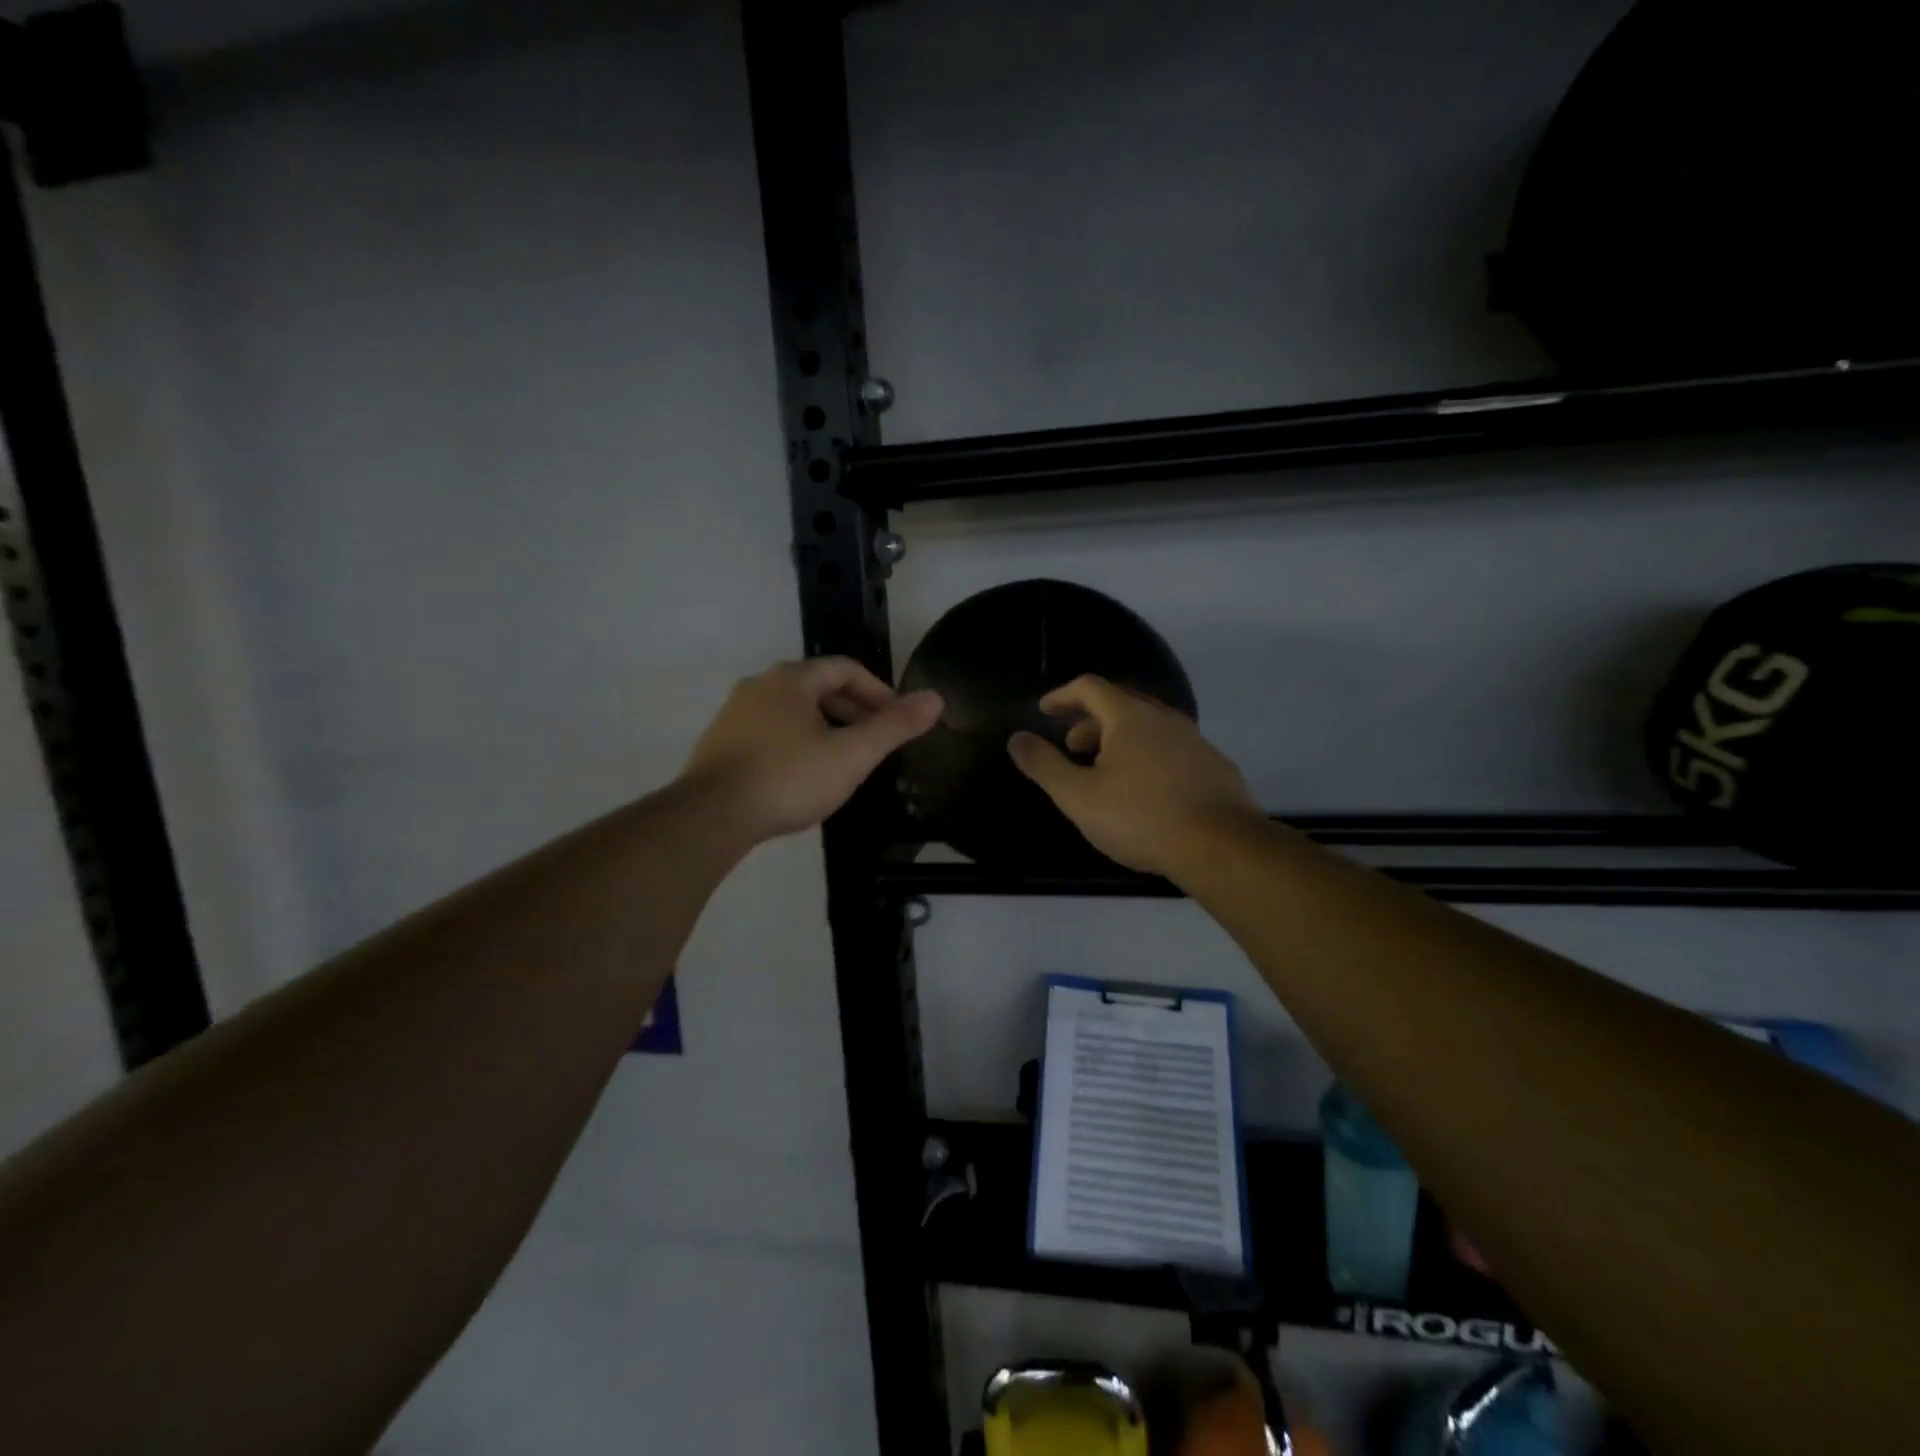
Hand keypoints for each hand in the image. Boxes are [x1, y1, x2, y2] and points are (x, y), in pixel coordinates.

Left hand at [682, 658, 941, 844]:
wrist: (711, 816)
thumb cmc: (788, 778)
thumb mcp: (851, 754)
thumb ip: (895, 726)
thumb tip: (936, 699)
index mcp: (792, 679)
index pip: (846, 669)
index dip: (879, 691)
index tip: (898, 719)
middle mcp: (760, 685)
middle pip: (819, 687)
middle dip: (854, 710)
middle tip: (877, 741)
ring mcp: (735, 714)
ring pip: (794, 711)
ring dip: (827, 727)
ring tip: (847, 760)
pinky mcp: (721, 743)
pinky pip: (772, 731)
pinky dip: (799, 742)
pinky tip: (806, 775)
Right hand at [1007, 675, 1259, 876]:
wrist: (1220, 846)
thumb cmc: (1140, 817)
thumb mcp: (1079, 796)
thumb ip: (1044, 765)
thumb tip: (1017, 739)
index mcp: (1129, 717)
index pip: (1090, 687)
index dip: (1062, 695)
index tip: (1045, 711)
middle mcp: (1164, 718)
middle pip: (1121, 703)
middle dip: (1090, 719)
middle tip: (1072, 746)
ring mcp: (1194, 740)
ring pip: (1149, 726)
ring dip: (1119, 738)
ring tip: (1105, 771)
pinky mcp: (1214, 765)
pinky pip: (1171, 747)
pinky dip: (1148, 755)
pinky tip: (1146, 789)